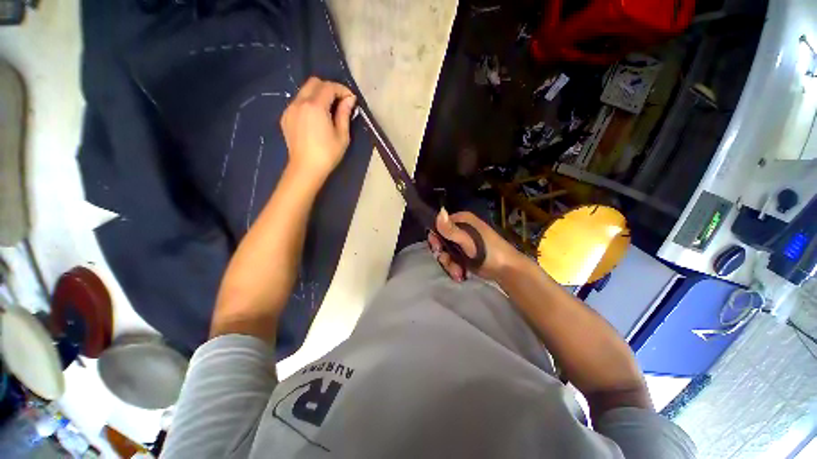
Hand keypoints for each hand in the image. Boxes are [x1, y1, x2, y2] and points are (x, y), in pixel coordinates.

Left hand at [280, 77, 356, 181]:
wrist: (306, 168)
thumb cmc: (328, 154)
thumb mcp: (342, 135)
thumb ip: (344, 114)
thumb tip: (349, 99)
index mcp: (315, 106)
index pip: (329, 87)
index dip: (342, 90)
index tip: (351, 99)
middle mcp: (300, 102)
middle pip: (314, 82)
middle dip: (329, 88)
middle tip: (339, 102)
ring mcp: (290, 109)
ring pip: (304, 91)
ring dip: (318, 95)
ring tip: (328, 110)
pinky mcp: (286, 117)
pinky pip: (298, 102)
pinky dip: (308, 103)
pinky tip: (315, 118)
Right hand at [427, 209, 525, 282]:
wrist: (507, 270)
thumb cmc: (490, 252)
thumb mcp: (469, 241)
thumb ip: (451, 230)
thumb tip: (439, 211)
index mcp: (462, 220)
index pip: (439, 225)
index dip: (435, 238)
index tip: (438, 249)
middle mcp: (460, 229)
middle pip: (440, 241)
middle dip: (443, 255)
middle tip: (449, 262)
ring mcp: (462, 243)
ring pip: (445, 253)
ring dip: (449, 265)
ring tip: (458, 273)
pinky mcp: (464, 255)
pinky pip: (452, 260)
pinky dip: (454, 268)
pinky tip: (461, 275)